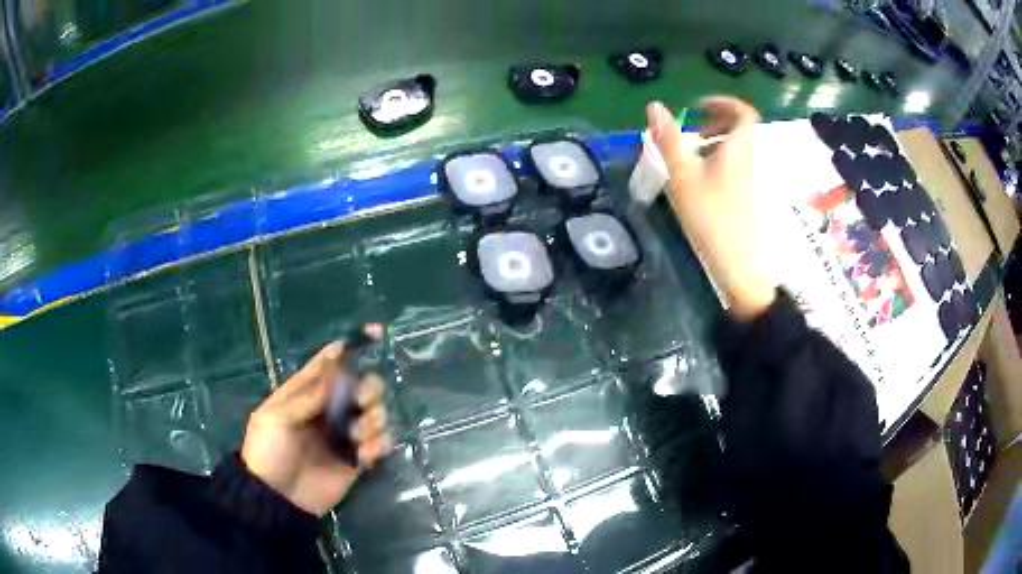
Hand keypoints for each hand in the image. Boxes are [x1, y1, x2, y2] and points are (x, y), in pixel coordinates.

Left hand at [241, 329, 391, 516]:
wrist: (276, 498)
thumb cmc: (269, 451)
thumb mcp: (276, 418)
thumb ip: (307, 396)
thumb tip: (336, 369)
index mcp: (306, 393)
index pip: (329, 363)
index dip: (349, 348)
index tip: (374, 334)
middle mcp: (329, 410)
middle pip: (361, 385)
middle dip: (368, 387)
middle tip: (360, 400)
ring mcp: (345, 435)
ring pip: (375, 413)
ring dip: (373, 419)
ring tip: (357, 435)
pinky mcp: (357, 460)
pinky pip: (380, 444)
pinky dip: (379, 445)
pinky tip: (365, 454)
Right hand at [647, 97, 776, 320]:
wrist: (742, 267)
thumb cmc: (712, 218)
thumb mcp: (684, 177)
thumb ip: (669, 140)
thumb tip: (654, 106)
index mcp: (739, 148)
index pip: (742, 111)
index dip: (722, 103)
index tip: (698, 107)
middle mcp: (752, 160)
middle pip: (743, 129)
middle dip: (718, 121)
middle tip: (694, 130)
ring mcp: (755, 181)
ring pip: (741, 149)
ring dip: (720, 142)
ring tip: (695, 155)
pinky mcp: (753, 198)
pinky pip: (741, 166)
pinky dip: (724, 161)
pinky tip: (706, 181)